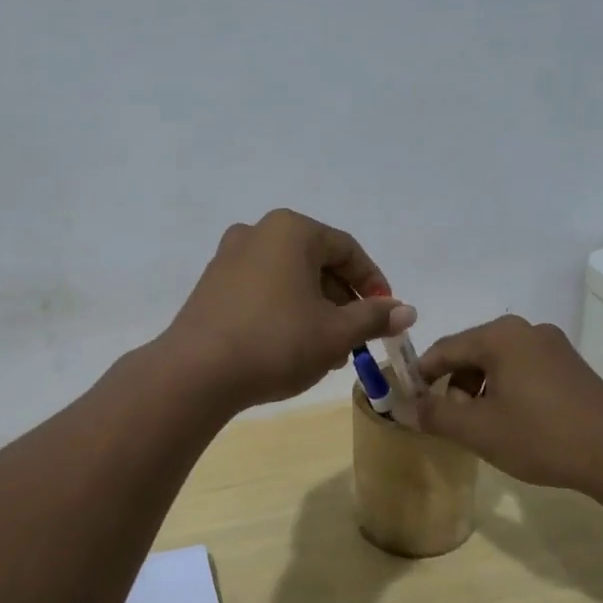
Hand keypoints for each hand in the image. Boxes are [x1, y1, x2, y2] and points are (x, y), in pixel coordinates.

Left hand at [164, 209, 416, 408]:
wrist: (196, 372)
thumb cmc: (276, 342)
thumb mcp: (335, 333)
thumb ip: (374, 317)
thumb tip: (406, 311)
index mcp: (291, 230)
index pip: (347, 250)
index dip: (373, 283)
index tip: (387, 316)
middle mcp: (258, 232)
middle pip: (316, 262)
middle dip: (342, 301)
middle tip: (356, 338)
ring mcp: (229, 257)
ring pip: (289, 278)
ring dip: (315, 310)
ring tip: (327, 351)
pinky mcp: (212, 284)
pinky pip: (262, 289)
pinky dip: (284, 311)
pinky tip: (291, 347)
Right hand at [415, 316, 602, 504]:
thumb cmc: (541, 436)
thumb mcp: (478, 430)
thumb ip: (435, 415)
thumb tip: (408, 408)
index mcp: (500, 336)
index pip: (444, 349)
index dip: (421, 376)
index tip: (408, 402)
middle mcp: (526, 330)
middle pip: (472, 353)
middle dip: (454, 386)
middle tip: (449, 421)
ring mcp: (553, 346)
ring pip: (498, 363)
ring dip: (480, 391)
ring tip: (482, 427)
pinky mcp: (572, 366)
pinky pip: (523, 370)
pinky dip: (507, 391)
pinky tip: (513, 423)